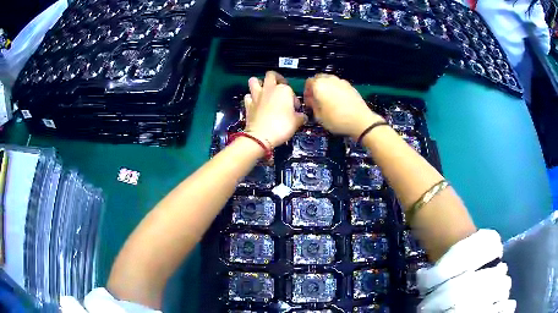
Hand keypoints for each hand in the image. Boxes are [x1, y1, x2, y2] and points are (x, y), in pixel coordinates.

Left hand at [244, 71, 306, 147]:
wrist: (261, 136)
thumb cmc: (281, 126)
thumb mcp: (297, 122)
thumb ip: (301, 117)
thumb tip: (303, 117)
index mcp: (283, 90)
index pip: (291, 90)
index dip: (294, 99)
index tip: (295, 108)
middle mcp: (269, 89)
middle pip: (271, 75)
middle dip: (276, 78)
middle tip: (279, 87)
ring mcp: (257, 96)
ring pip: (254, 80)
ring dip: (258, 83)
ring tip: (263, 90)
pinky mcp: (248, 104)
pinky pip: (247, 96)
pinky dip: (250, 98)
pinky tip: (255, 103)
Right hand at [304, 74, 383, 138]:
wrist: (360, 121)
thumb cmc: (338, 120)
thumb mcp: (319, 116)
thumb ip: (312, 105)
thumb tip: (311, 101)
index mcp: (319, 85)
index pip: (308, 82)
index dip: (307, 92)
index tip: (308, 101)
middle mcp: (330, 80)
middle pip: (318, 78)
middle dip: (316, 88)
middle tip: (316, 99)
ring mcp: (341, 82)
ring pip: (329, 81)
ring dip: (326, 88)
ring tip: (327, 101)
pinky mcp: (350, 86)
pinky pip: (338, 85)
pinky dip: (336, 90)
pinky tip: (338, 102)